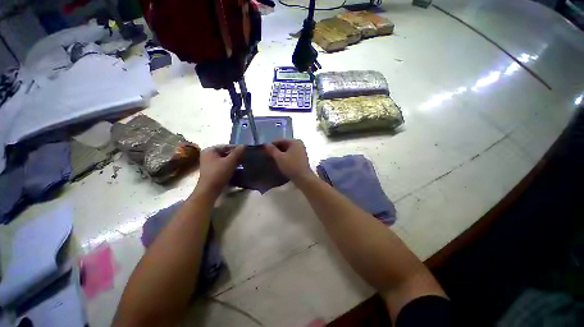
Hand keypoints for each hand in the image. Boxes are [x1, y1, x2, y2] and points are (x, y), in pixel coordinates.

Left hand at [196, 145, 243, 195]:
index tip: (246, 151)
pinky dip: (230, 166)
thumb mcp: (230, 161)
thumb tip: (244, 145)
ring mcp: (209, 164)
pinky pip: (223, 165)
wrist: (209, 190)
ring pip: (225, 160)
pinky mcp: (212, 171)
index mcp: (210, 150)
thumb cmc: (219, 173)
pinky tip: (238, 169)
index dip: (237, 148)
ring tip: (244, 163)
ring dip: (234, 161)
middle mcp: (208, 155)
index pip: (226, 146)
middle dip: (235, 155)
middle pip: (225, 153)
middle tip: (246, 157)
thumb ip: (237, 152)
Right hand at [264, 139, 314, 182]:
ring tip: (273, 159)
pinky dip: (286, 157)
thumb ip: (272, 150)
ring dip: (281, 154)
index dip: (271, 145)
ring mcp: (301, 151)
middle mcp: (299, 144)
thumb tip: (265, 144)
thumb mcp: (279, 158)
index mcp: (294, 141)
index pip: (280, 140)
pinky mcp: (302, 158)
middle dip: (276, 150)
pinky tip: (281, 162)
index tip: (264, 150)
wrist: (303, 178)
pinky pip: (291, 155)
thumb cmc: (291, 166)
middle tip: (268, 155)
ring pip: (288, 150)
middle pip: (284, 145)